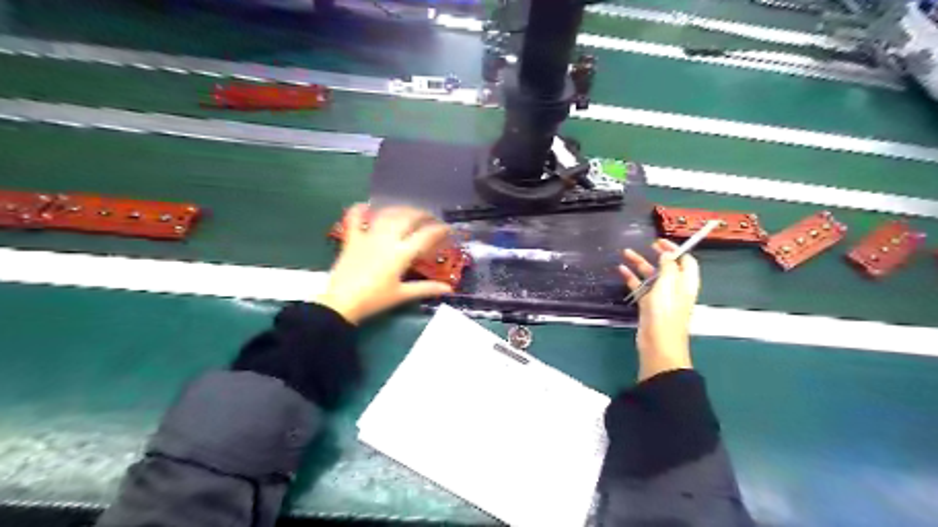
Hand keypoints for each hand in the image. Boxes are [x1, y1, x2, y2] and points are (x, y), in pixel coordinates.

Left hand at [318, 205, 454, 322]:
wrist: (341, 303)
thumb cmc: (374, 300)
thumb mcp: (401, 295)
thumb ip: (425, 289)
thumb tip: (448, 289)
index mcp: (401, 253)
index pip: (425, 236)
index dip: (439, 230)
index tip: (448, 229)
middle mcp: (386, 239)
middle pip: (407, 218)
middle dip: (422, 215)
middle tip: (431, 217)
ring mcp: (368, 237)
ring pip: (387, 214)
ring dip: (400, 209)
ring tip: (408, 211)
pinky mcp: (351, 239)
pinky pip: (354, 218)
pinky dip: (359, 210)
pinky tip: (366, 206)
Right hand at [620, 239, 699, 382]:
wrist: (658, 344)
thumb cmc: (665, 313)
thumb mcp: (668, 285)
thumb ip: (668, 267)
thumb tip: (667, 255)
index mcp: (685, 283)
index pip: (686, 260)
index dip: (675, 249)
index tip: (660, 242)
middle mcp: (675, 288)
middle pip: (668, 267)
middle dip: (657, 254)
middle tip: (647, 245)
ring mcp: (660, 297)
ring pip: (651, 276)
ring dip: (640, 264)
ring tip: (625, 253)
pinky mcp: (647, 306)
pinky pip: (640, 288)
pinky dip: (631, 278)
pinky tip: (621, 270)